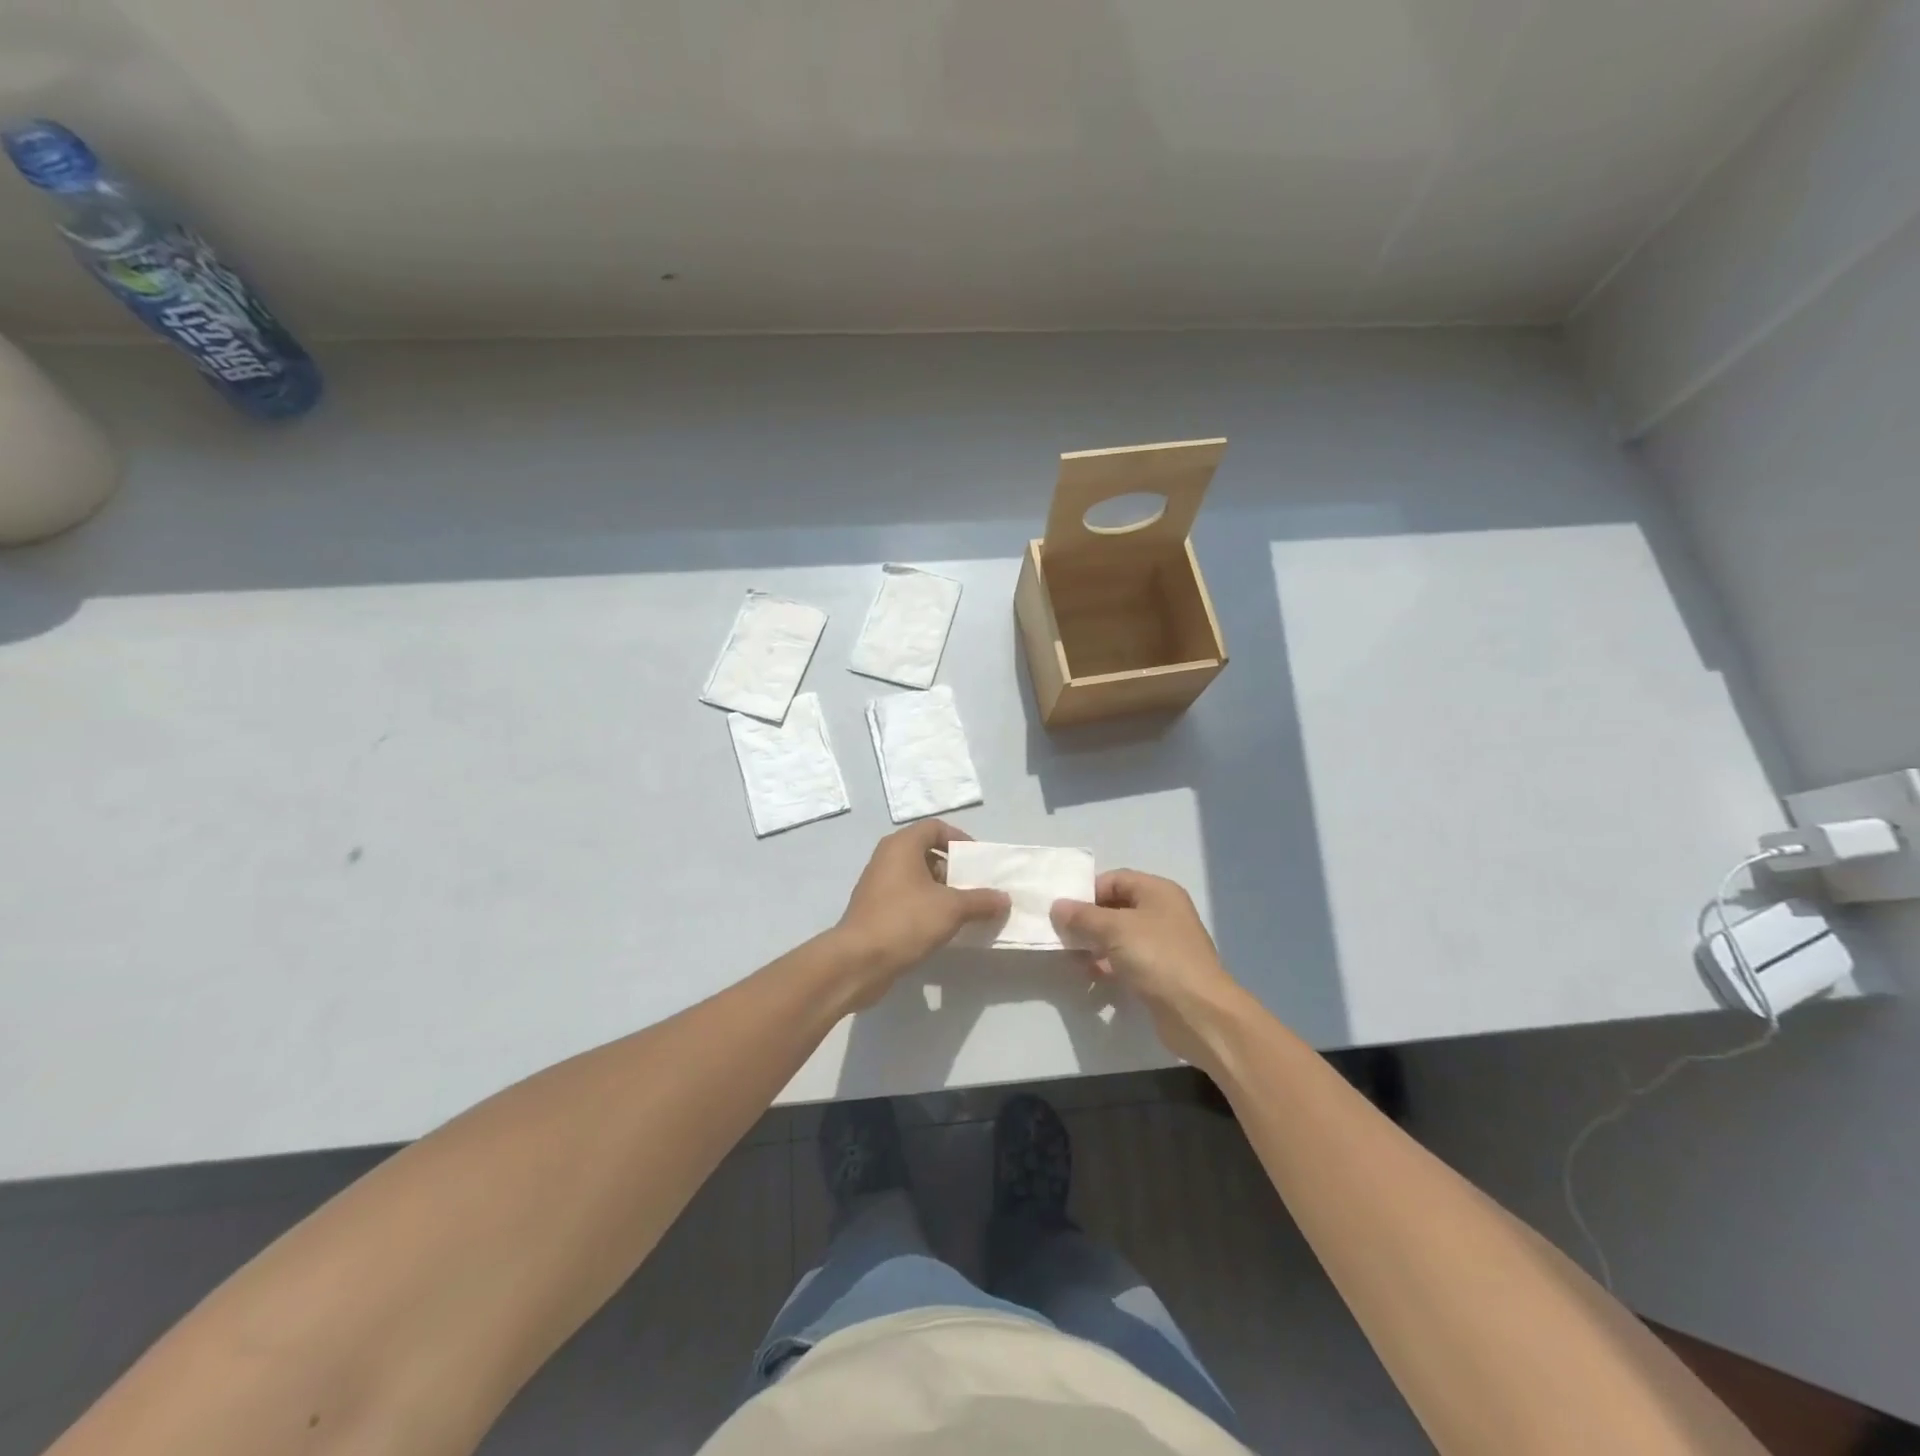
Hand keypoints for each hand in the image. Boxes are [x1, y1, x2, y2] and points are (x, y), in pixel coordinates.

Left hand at [834, 821, 1010, 1003]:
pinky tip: (944, 927)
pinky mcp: (876, 909)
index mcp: (902, 845)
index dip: (960, 840)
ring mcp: (878, 884)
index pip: (935, 828)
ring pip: (918, 878)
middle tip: (977, 888)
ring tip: (966, 911)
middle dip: (955, 870)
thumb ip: (981, 900)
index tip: (978, 862)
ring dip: (943, 891)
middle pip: (927, 853)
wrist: (858, 961)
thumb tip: (1004, 898)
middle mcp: (887, 858)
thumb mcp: (951, 909)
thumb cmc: (905, 921)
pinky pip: (908, 898)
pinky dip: (927, 906)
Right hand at [1051, 870, 1247, 1062]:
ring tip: (1072, 958)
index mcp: (1158, 891)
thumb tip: (1057, 906)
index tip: (1062, 911)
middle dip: (1088, 921)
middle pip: (1116, 908)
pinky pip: (1127, 960)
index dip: (1087, 892)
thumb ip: (1083, 916)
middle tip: (1062, 936)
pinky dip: (1108, 965)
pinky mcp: (1161, 973)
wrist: (1198, 1012)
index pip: (1114, 879)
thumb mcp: (1115, 930)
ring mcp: (1163, 944)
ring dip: (1095, 945)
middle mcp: (1163, 912)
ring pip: (1119, 936)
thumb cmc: (1157, 957)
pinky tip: (1092, 976)